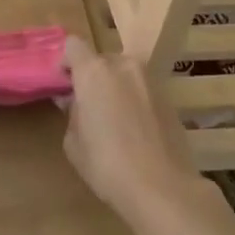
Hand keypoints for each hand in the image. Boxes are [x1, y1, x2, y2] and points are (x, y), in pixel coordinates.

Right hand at [62, 34, 197, 222]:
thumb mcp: (74, 143)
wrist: (163, 188)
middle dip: (93, 78)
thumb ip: (72, 113)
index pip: (74, 45)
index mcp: (94, 71)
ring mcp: (150, 80)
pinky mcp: (169, 98)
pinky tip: (136, 132)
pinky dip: (136, 101)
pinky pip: (143, 90)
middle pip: (101, 60)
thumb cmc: (107, 165)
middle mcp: (123, 65)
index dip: (66, 62)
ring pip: (125, 74)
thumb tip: (75, 102)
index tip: (65, 84)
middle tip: (89, 107)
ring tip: (115, 121)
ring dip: (116, 88)